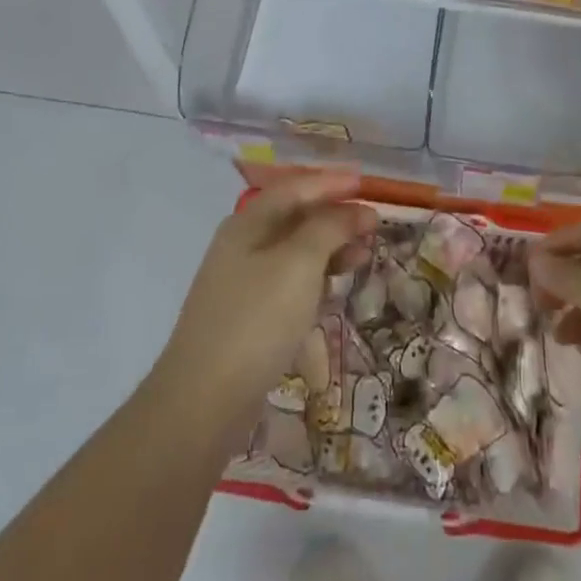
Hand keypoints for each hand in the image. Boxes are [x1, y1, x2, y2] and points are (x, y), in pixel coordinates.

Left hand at [157, 171, 375, 424]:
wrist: (205, 398)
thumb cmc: (257, 319)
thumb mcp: (298, 263)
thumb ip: (329, 228)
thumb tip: (356, 209)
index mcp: (248, 223)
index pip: (295, 188)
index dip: (331, 182)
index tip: (367, 183)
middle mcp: (244, 245)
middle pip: (296, 217)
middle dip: (336, 216)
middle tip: (375, 223)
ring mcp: (245, 281)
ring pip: (296, 251)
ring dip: (331, 247)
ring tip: (365, 255)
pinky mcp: (251, 315)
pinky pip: (291, 281)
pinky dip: (318, 277)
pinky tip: (337, 287)